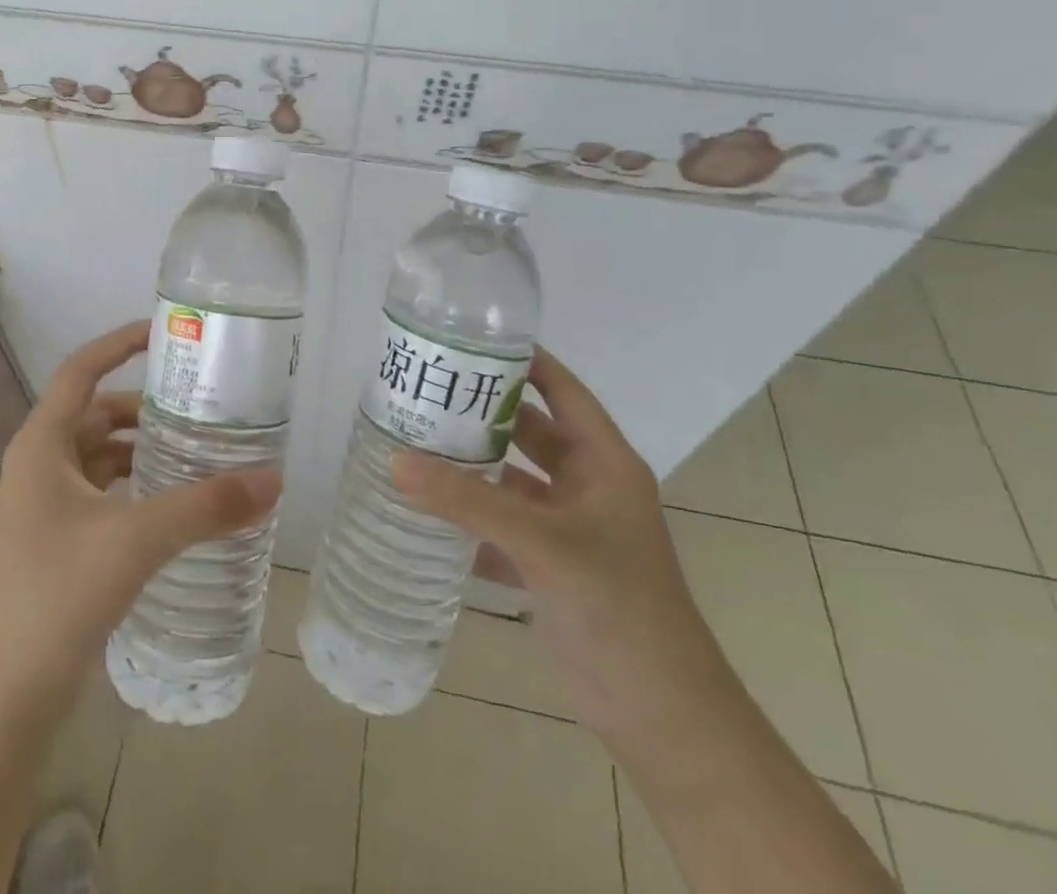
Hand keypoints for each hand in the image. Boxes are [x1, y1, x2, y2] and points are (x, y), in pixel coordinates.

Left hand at [0, 320, 281, 718]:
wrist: (4, 698)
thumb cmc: (58, 596)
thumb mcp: (137, 540)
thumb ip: (206, 507)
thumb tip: (274, 479)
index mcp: (41, 445)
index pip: (80, 370)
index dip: (118, 343)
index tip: (165, 332)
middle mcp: (39, 465)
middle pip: (96, 413)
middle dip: (145, 406)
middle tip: (200, 403)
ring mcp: (45, 505)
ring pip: (101, 455)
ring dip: (143, 448)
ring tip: (198, 448)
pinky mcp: (58, 540)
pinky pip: (102, 491)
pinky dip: (136, 485)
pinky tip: (174, 501)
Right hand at [393, 348, 738, 760]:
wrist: (660, 717)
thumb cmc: (619, 608)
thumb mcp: (544, 545)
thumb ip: (469, 503)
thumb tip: (396, 461)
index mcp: (603, 464)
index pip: (562, 391)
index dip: (524, 361)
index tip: (469, 340)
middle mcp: (585, 487)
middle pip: (528, 432)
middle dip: (480, 413)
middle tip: (423, 392)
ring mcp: (565, 529)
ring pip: (509, 482)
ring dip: (469, 468)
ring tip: (412, 442)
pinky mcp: (547, 567)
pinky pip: (498, 527)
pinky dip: (465, 519)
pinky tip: (421, 510)